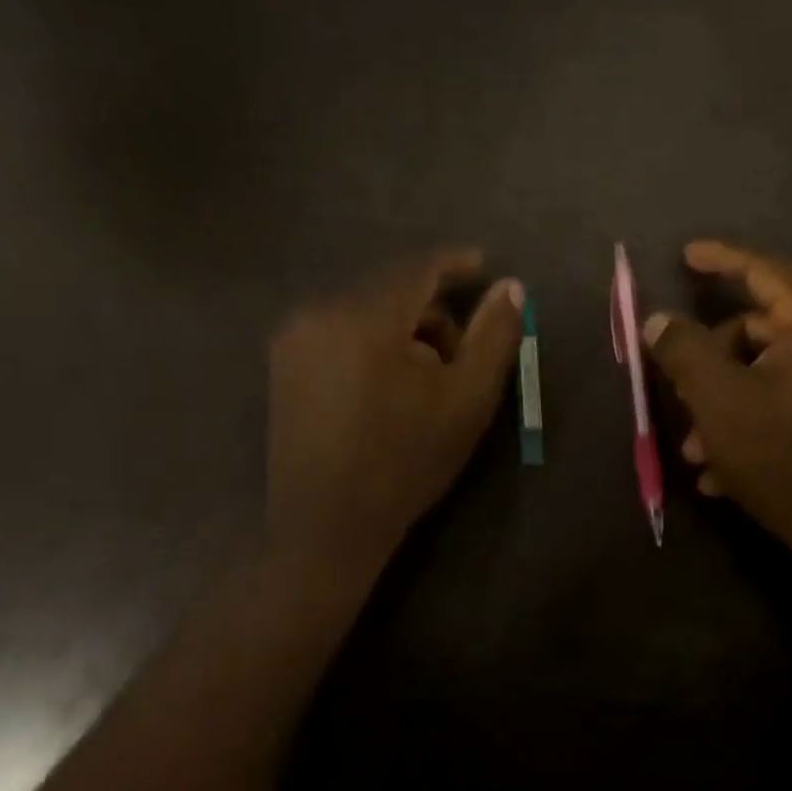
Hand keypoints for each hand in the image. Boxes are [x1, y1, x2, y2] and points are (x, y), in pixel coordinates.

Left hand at [266, 249, 523, 591]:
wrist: (327, 527)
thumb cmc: (406, 462)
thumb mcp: (467, 399)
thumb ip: (494, 336)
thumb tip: (509, 287)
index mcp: (364, 318)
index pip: (417, 270)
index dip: (454, 263)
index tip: (483, 264)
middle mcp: (319, 313)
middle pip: (390, 290)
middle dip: (431, 312)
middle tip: (458, 356)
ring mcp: (293, 338)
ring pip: (365, 310)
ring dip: (402, 330)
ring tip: (423, 381)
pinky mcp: (282, 363)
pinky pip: (339, 330)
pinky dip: (371, 342)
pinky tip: (386, 386)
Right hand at [642, 240, 791, 598]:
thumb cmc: (789, 459)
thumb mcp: (720, 402)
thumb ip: (683, 351)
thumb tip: (658, 320)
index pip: (766, 269)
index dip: (721, 258)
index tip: (684, 254)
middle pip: (758, 327)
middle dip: (709, 362)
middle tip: (678, 395)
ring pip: (764, 370)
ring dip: (722, 402)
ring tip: (697, 452)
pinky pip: (785, 398)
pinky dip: (749, 420)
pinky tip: (722, 471)